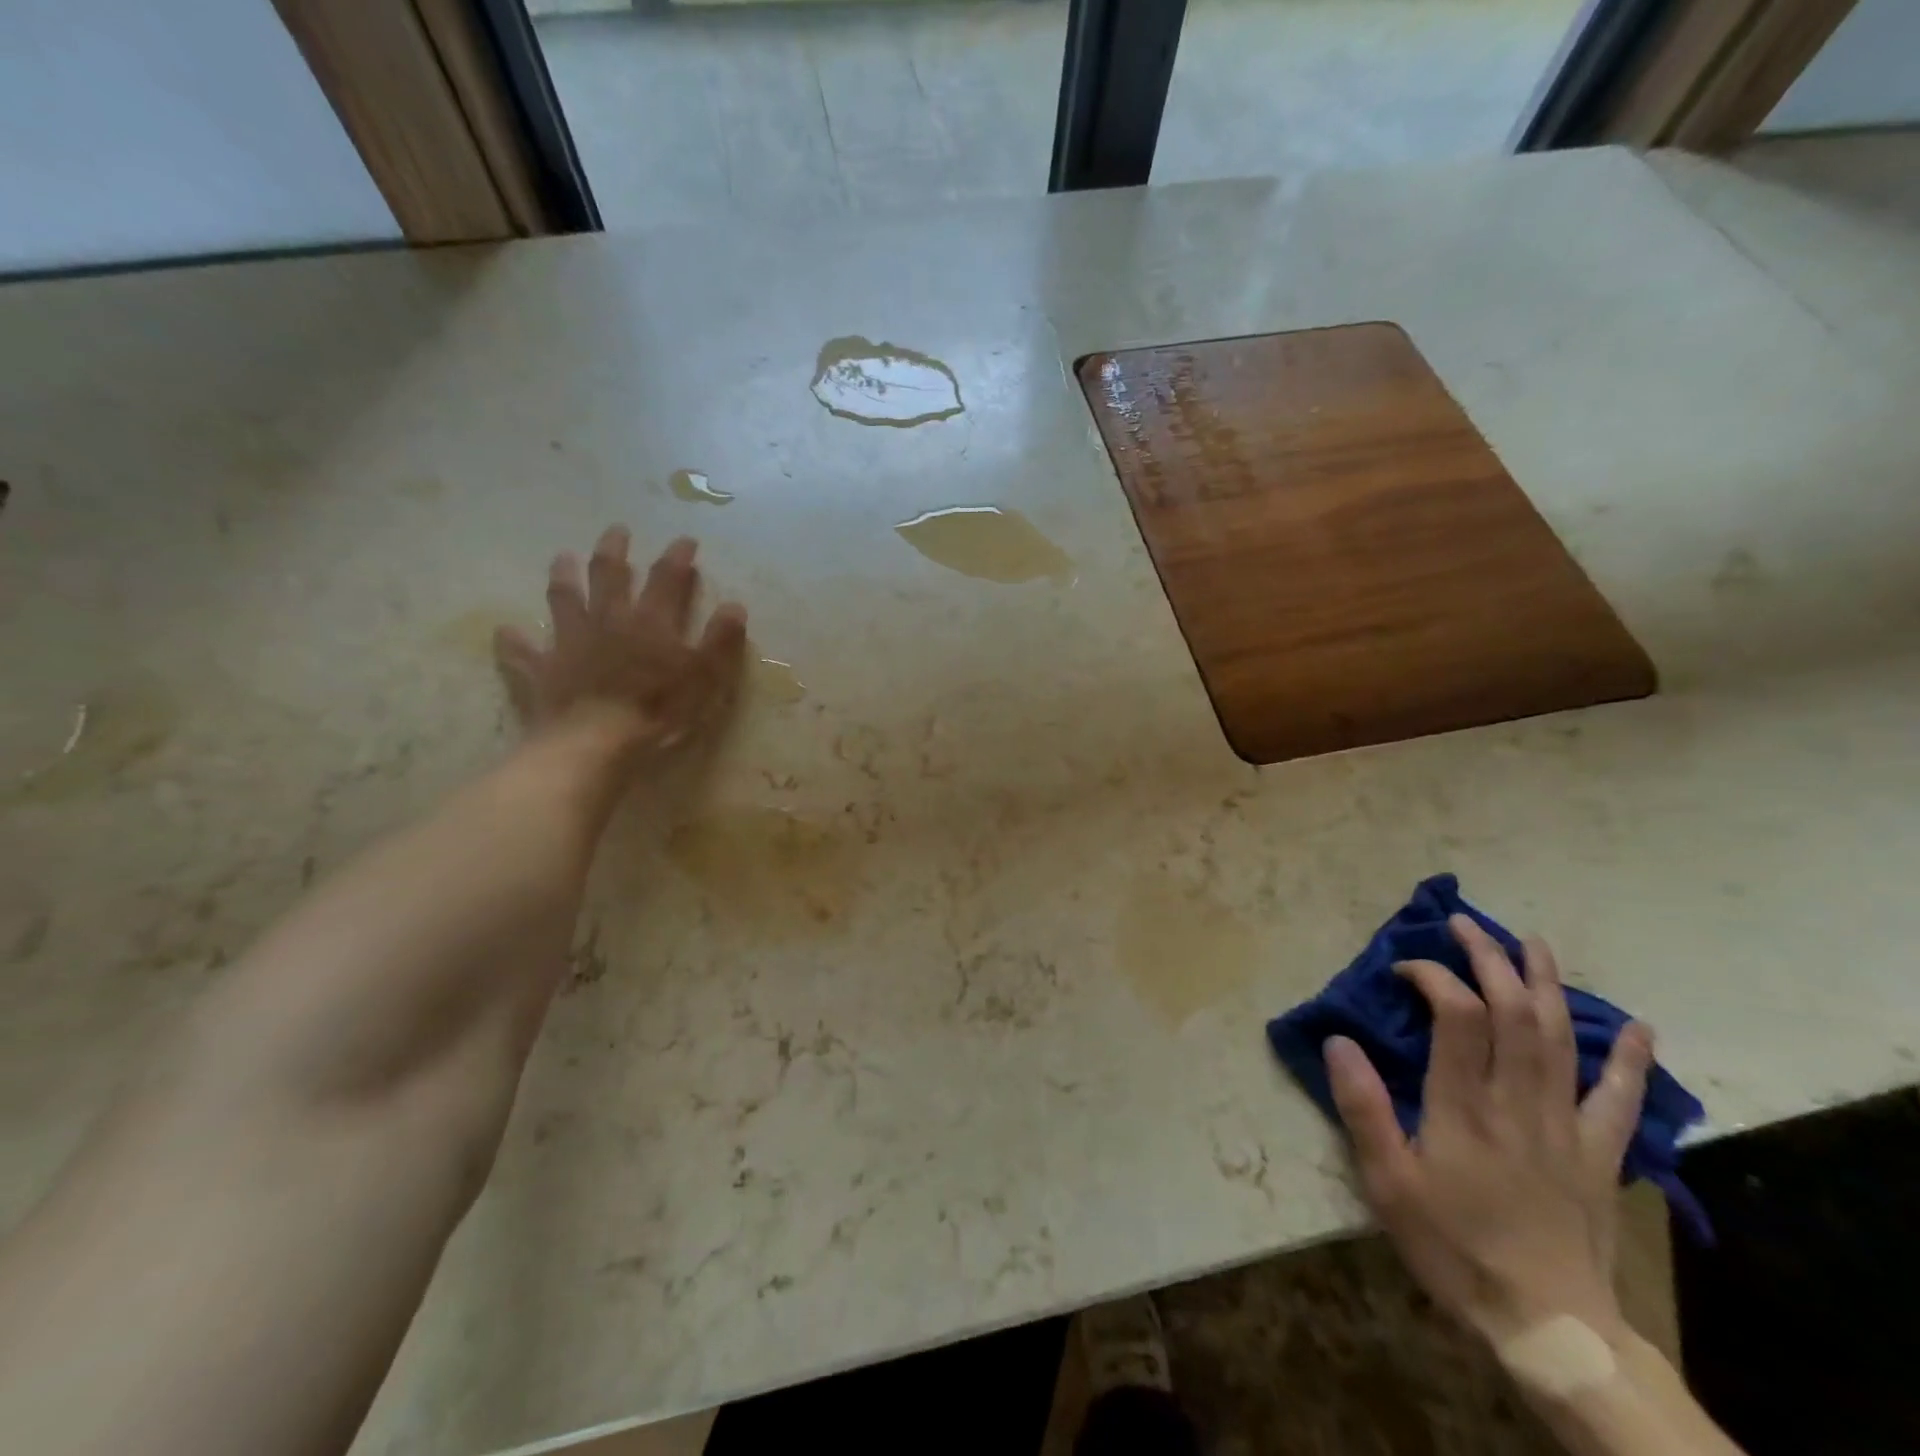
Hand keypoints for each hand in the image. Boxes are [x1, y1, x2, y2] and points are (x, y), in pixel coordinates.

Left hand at [494, 527, 746, 749]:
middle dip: (614, 550)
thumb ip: (720, 641)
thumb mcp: (705, 678)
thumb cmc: (658, 712)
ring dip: (564, 576)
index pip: (667, 578)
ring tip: (563, 557)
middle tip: (617, 531)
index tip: (685, 541)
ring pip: (564, 599)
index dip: (677, 556)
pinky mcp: (541, 670)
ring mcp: (570, 642)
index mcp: (651, 622)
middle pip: (608, 575)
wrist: (594, 744)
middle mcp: (608, 620)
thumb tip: (735, 605)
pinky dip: (514, 641)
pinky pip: (522, 651)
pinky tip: (507, 632)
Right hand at [1324, 916, 1653, 1348]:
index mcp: (1464, 1105)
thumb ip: (1363, 1108)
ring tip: (1532, 943)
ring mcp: (1565, 1124)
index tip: (1404, 968)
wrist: (1548, 1325)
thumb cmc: (1455, 1247)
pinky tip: (1640, 1028)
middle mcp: (1518, 1101)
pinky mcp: (1597, 1153)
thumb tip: (1339, 1040)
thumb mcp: (1388, 1182)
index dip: (1434, 976)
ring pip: (1562, 1038)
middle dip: (1489, 960)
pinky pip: (1621, 1099)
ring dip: (1547, 984)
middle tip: (1465, 925)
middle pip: (1513, 1012)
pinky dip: (1631, 1060)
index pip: (1457, 1015)